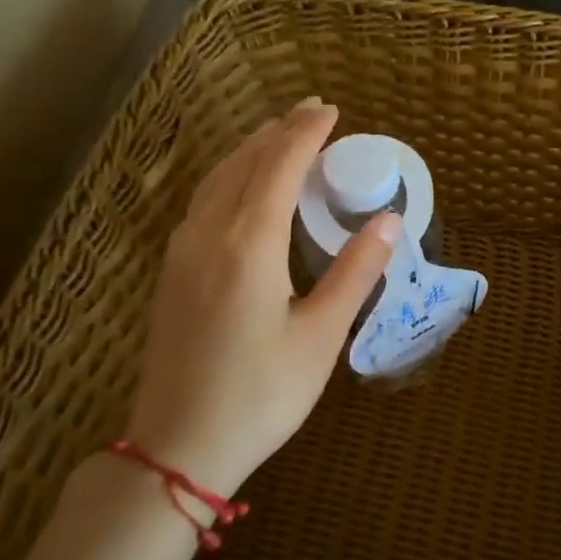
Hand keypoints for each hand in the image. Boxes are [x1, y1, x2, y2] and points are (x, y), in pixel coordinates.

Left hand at [123, 97, 398, 499]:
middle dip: (277, 132)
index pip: (278, 167)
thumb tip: (389, 220)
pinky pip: (201, 203)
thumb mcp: (321, 336)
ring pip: (215, 181)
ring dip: (249, 151)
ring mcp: (181, 254)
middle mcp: (208, 236)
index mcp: (248, 245)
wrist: (177, 448)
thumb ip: (356, 272)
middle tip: (310, 112)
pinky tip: (241, 189)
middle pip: (242, 164)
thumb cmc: (262, 395)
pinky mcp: (171, 274)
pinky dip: (229, 178)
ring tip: (278, 137)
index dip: (305, 134)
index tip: (331, 110)